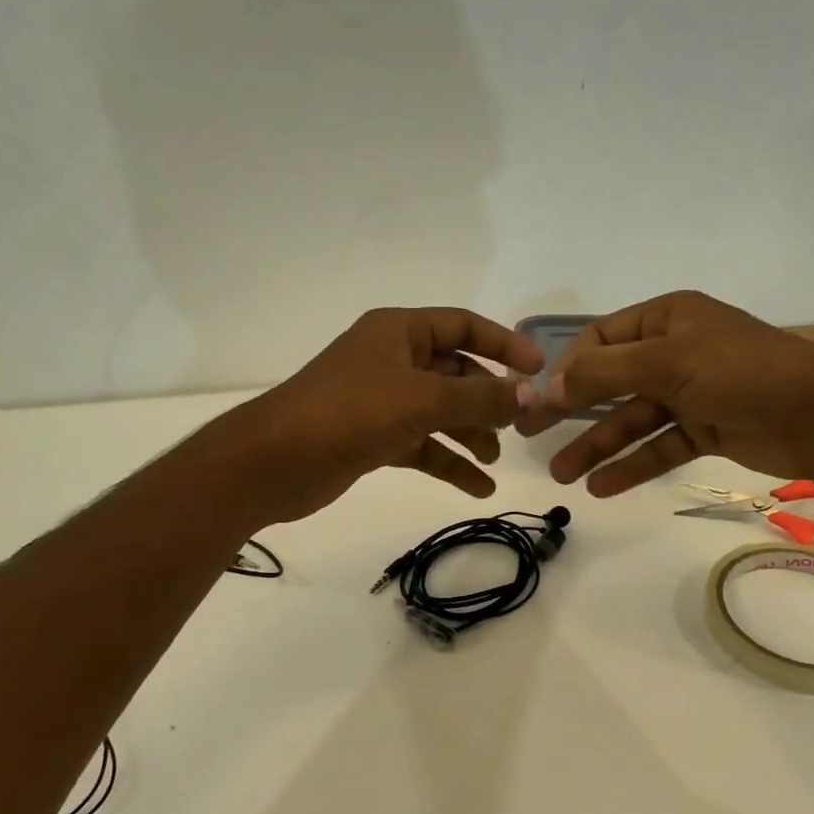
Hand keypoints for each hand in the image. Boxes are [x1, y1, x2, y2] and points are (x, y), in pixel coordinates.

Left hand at [224, 307, 545, 522]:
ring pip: (440, 411)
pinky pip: (423, 444)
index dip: (504, 343)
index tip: (539, 369)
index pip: (463, 326)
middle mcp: (392, 360)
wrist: (274, 462)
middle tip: (518, 425)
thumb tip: (528, 396)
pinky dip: (448, 462)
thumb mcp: (423, 399)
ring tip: (494, 460)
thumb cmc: (350, 413)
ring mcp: (382, 400)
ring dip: (470, 433)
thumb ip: (480, 397)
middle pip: (455, 372)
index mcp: (400, 332)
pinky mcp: (373, 437)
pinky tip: (477, 487)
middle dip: (487, 398)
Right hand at [514, 290, 813, 494]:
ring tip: (562, 475)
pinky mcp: (705, 429)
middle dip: (572, 410)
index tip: (541, 398)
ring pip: (632, 419)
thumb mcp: (666, 361)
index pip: (601, 339)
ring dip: (597, 446)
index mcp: (666, 319)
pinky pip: (658, 446)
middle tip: (530, 434)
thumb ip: (603, 373)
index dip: (568, 367)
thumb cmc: (739, 371)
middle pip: (610, 382)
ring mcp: (690, 393)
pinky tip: (601, 487)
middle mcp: (674, 352)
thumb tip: (549, 387)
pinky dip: (632, 465)